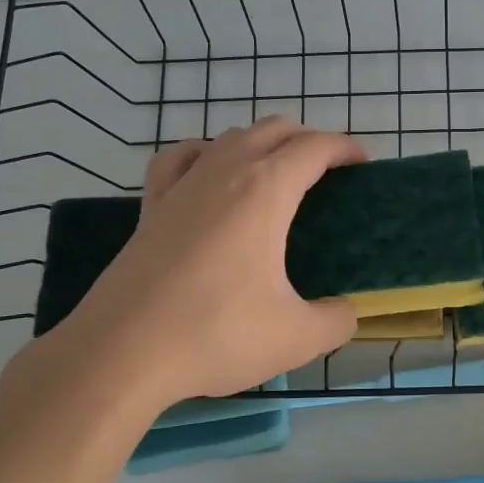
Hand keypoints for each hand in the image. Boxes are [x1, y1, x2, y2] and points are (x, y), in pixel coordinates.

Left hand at [29, 117, 365, 409]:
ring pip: (229, 137)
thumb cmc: (216, 335)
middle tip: (327, 175)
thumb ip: (337, 320)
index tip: (362, 164)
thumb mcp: (297, 337)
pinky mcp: (151, 207)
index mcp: (265, 191)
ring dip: (261, 143)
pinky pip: (180, 159)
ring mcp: (182, 186)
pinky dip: (204, 154)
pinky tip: (207, 175)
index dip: (344, 148)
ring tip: (275, 176)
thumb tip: (345, 312)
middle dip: (307, 140)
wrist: (121, 353)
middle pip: (273, 129)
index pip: (314, 147)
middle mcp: (224, 172)